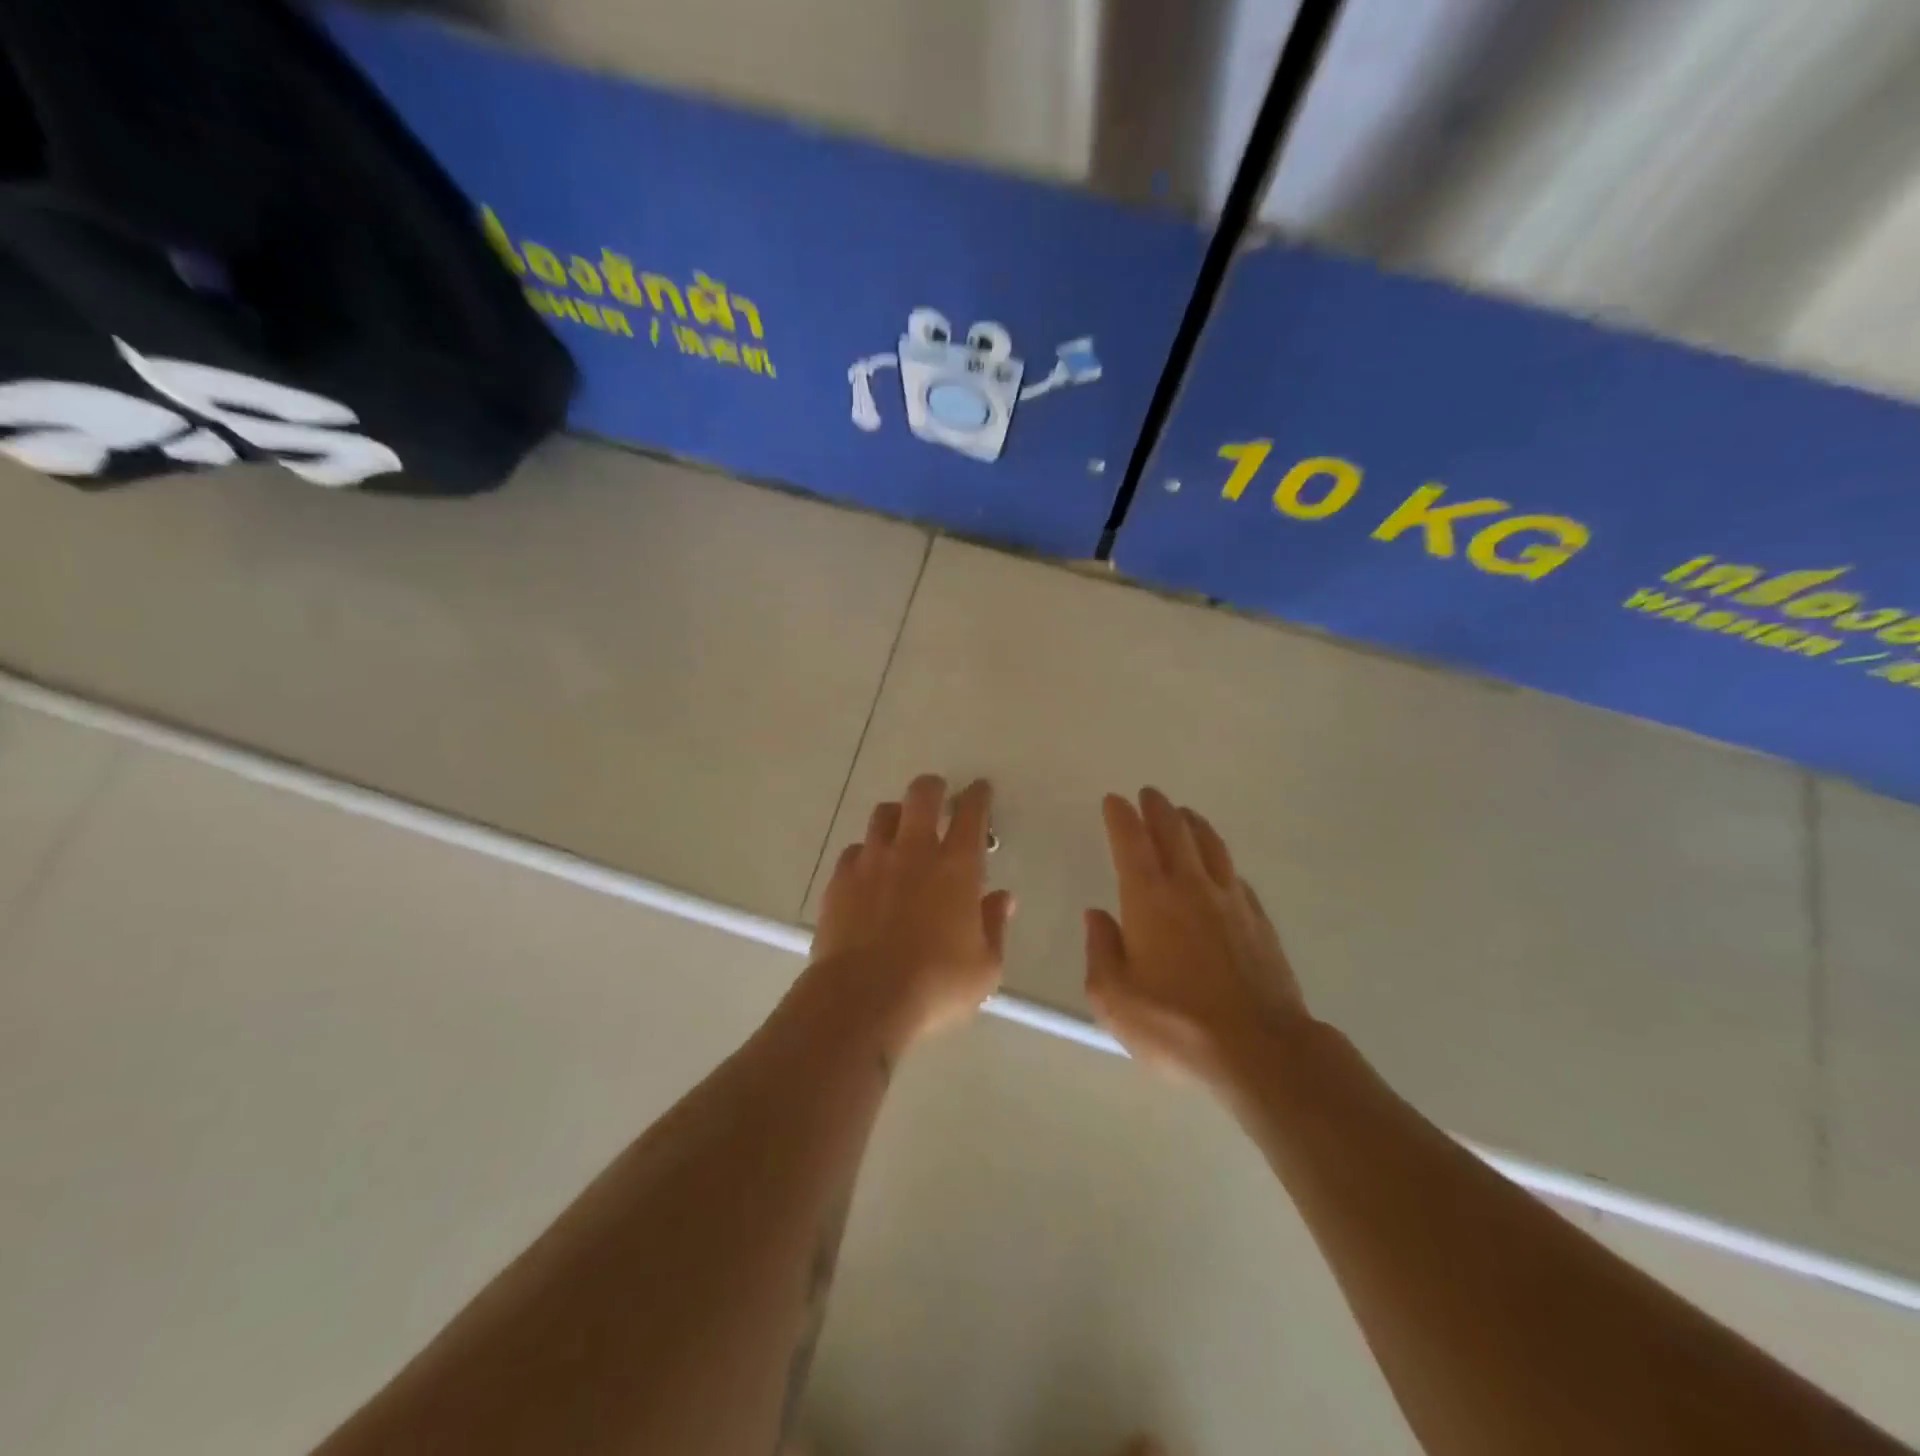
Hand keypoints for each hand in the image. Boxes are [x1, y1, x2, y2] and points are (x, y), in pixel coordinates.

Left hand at [810, 775, 1013, 1055]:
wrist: (862, 999)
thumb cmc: (935, 985)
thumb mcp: (984, 968)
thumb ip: (994, 927)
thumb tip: (1001, 899)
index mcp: (957, 867)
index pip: (971, 814)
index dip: (977, 796)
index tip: (979, 790)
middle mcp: (914, 852)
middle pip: (921, 796)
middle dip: (933, 788)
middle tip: (938, 796)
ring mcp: (872, 861)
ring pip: (883, 815)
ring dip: (897, 816)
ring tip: (901, 830)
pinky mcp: (840, 880)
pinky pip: (854, 850)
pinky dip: (866, 853)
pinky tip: (869, 870)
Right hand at [1085, 788, 1309, 1084]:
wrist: (1260, 1051)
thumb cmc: (1175, 1026)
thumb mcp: (1114, 998)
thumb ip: (1101, 950)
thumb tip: (1098, 915)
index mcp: (1149, 899)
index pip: (1131, 842)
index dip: (1121, 817)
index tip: (1114, 800)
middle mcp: (1190, 888)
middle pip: (1174, 832)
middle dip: (1158, 809)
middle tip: (1149, 794)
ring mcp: (1231, 902)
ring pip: (1211, 846)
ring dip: (1193, 825)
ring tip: (1185, 815)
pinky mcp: (1260, 922)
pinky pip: (1235, 877)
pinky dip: (1221, 862)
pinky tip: (1221, 868)